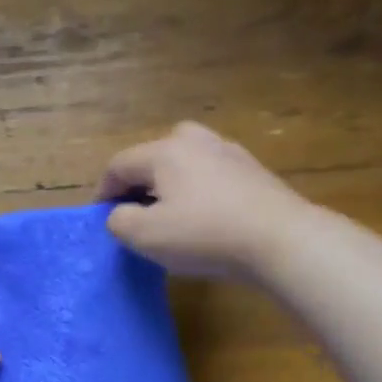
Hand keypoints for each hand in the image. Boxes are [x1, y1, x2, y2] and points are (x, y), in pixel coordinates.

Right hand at [98, 121, 305, 280]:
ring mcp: (229, 152)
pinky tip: (204, 217)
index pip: (119, 164)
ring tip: (169, 213)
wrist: (280, 239)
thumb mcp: (145, 236)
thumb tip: (120, 214)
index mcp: (164, 152)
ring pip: (186, 161)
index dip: (103, 191)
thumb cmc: (204, 235)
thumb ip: (119, 221)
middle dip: (138, 181)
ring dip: (170, 183)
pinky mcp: (253, 171)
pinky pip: (212, 174)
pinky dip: (198, 190)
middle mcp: (196, 141)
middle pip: (154, 154)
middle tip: (136, 210)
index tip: (101, 218)